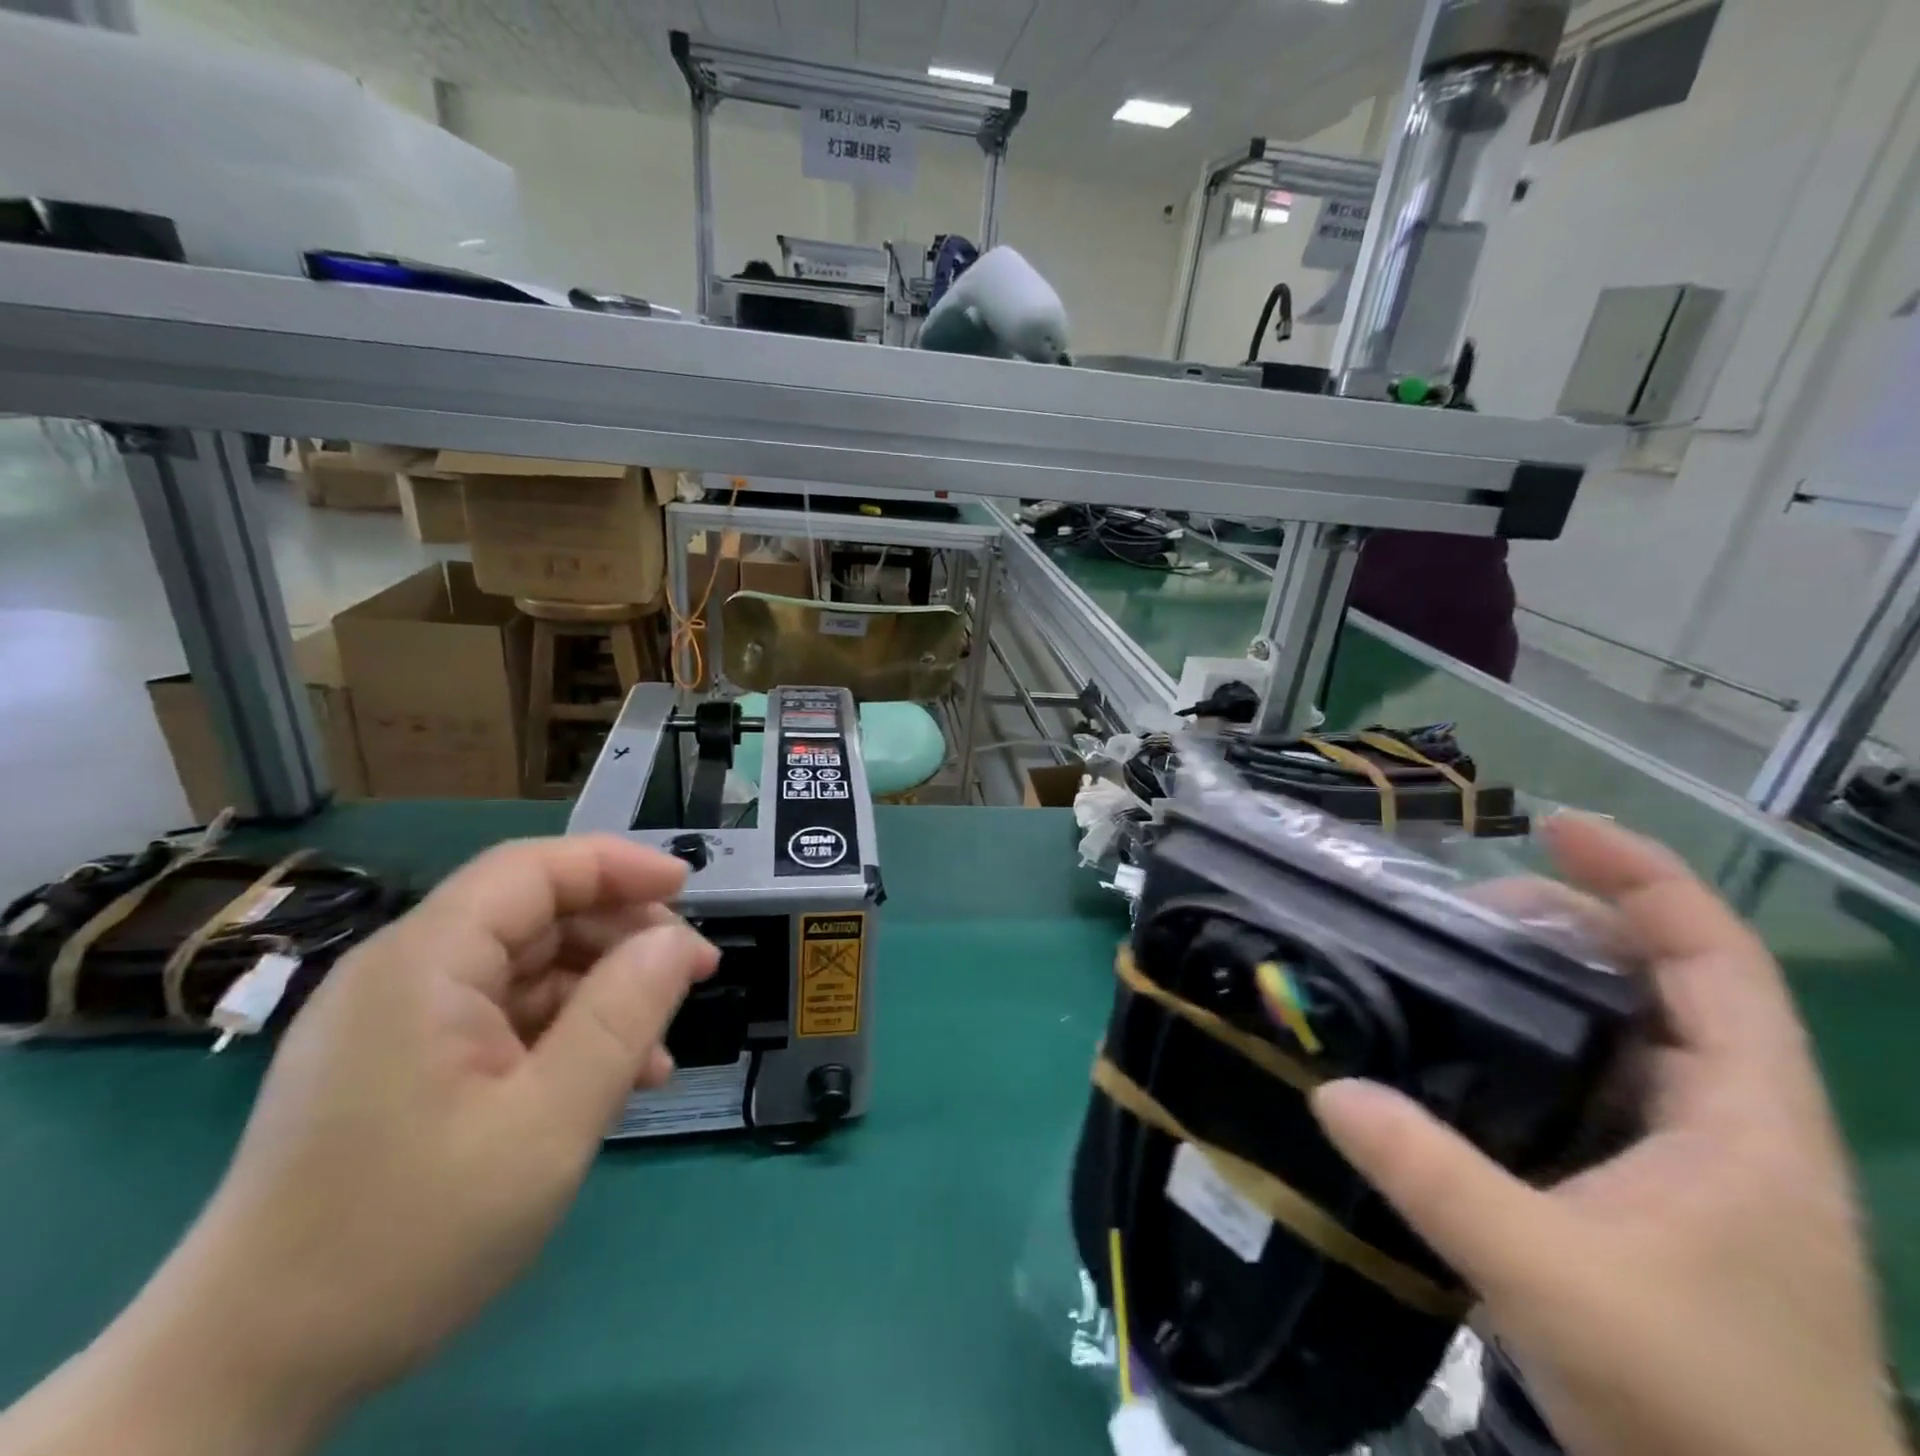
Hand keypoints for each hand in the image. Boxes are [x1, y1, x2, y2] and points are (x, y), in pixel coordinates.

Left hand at [0, 836, 715, 1455]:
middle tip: (692, 974)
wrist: (244, 1378)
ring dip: (600, 996)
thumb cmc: (407, 1237)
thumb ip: (622, 1017)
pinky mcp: (400, 1066)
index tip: (690, 890)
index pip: (532, 869)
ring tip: (658, 1051)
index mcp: (422, 965)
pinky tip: (608, 1084)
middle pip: (534, 916)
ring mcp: (397, 1023)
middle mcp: (403, 974)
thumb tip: (676, 940)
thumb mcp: (547, 1124)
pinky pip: (501, 1021)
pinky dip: (562, 1036)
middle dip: (621, 937)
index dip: (618, 866)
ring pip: (526, 971)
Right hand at [1311, 814, 1901, 1455]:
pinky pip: (1599, 1078)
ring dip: (1555, 978)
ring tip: (1461, 957)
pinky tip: (1476, 1044)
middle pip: (1667, 979)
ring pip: (1631, 1029)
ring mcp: (1697, 1159)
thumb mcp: (1548, 1280)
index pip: (1713, 960)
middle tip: (1467, 911)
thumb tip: (1330, 1091)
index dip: (1644, 878)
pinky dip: (1543, 1037)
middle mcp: (1732, 1121)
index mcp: (1745, 1121)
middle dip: (1573, 923)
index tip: (1553, 829)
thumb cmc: (1697, 1410)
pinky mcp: (1656, 1190)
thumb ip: (1433, 1177)